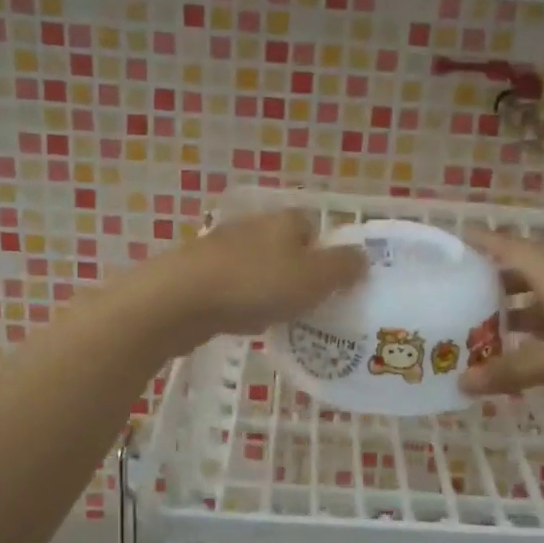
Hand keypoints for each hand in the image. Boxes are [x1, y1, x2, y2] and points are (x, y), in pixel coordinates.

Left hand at [139, 209, 367, 355]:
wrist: (180, 299)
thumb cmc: (255, 284)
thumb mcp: (313, 278)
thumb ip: (342, 267)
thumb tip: (363, 256)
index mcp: (285, 220)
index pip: (313, 227)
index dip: (326, 254)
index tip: (332, 285)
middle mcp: (254, 227)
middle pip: (286, 248)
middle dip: (298, 274)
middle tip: (311, 306)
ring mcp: (223, 249)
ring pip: (259, 268)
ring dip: (269, 289)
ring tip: (280, 319)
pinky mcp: (199, 273)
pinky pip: (234, 286)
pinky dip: (244, 302)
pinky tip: (245, 321)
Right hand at [458, 230, 543, 399]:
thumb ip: (512, 371)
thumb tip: (463, 382)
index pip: (509, 248)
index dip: (480, 242)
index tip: (452, 242)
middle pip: (524, 272)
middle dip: (491, 284)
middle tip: (458, 298)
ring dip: (515, 310)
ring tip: (485, 330)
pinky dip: (540, 326)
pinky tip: (532, 351)